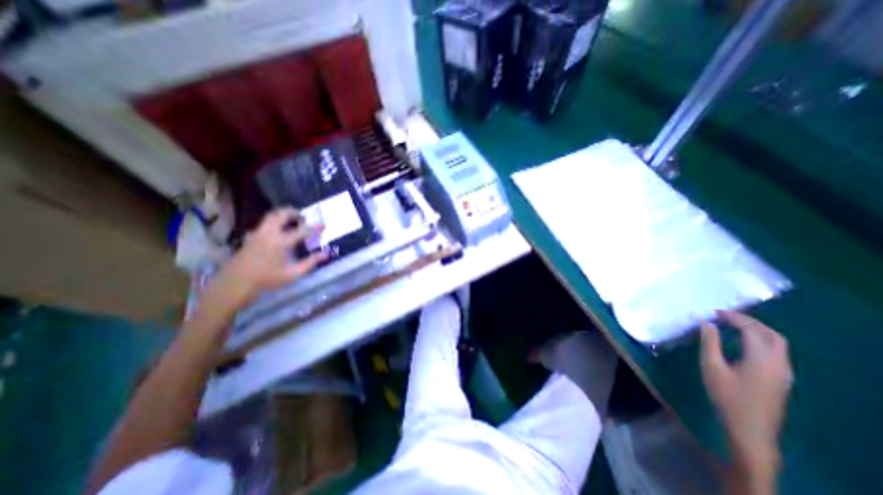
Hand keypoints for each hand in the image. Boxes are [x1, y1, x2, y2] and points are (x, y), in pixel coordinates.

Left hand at [219, 207, 328, 303]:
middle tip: (302, 217)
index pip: (302, 230)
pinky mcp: (250, 237)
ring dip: (282, 215)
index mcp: (281, 242)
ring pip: (270, 217)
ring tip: (291, 220)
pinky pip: (264, 224)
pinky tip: (277, 232)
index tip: (324, 224)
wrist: (236, 283)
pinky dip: (274, 223)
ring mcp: (257, 234)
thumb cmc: (267, 279)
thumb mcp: (293, 274)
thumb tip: (326, 253)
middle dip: (293, 213)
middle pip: (281, 215)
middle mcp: (269, 234)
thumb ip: (310, 262)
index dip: (315, 227)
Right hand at [705, 309, 794, 474]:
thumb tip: (707, 323)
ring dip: (757, 330)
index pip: (752, 330)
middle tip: (724, 316)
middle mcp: (778, 363)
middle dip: (749, 321)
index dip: (734, 317)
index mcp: (761, 359)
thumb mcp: (711, 367)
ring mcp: (783, 373)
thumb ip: (710, 343)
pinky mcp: (781, 379)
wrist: (749, 429)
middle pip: (771, 334)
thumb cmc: (726, 396)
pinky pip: (777, 352)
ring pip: (778, 343)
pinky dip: (761, 340)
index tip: (714, 312)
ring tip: (732, 326)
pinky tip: (743, 343)